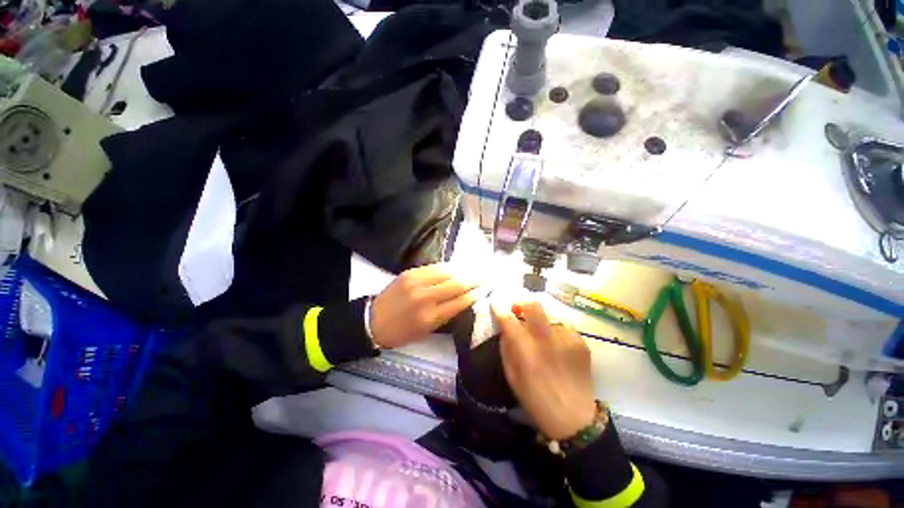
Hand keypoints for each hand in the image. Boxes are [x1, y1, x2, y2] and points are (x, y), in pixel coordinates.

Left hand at [370, 264, 485, 348]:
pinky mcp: (410, 273)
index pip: (461, 302)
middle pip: (457, 284)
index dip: (477, 293)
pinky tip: (456, 266)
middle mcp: (426, 298)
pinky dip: (448, 267)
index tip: (488, 288)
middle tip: (487, 275)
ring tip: (475, 268)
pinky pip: (434, 267)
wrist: (373, 321)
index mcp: (431, 317)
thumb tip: (465, 298)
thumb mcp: (427, 331)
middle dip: (475, 279)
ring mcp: (417, 282)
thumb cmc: (402, 332)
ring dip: (464, 270)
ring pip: (447, 272)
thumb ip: (447, 314)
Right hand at [493, 301, 596, 439]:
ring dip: (540, 320)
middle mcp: (547, 340)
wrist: (576, 421)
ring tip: (541, 335)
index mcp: (527, 352)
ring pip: (549, 314)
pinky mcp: (581, 343)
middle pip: (533, 305)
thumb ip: (506, 348)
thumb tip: (504, 328)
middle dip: (522, 303)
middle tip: (518, 310)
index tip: (497, 306)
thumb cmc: (536, 401)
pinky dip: (556, 331)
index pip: (509, 319)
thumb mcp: (512, 377)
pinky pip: (564, 326)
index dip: (500, 309)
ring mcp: (567, 339)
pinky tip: (557, 345)